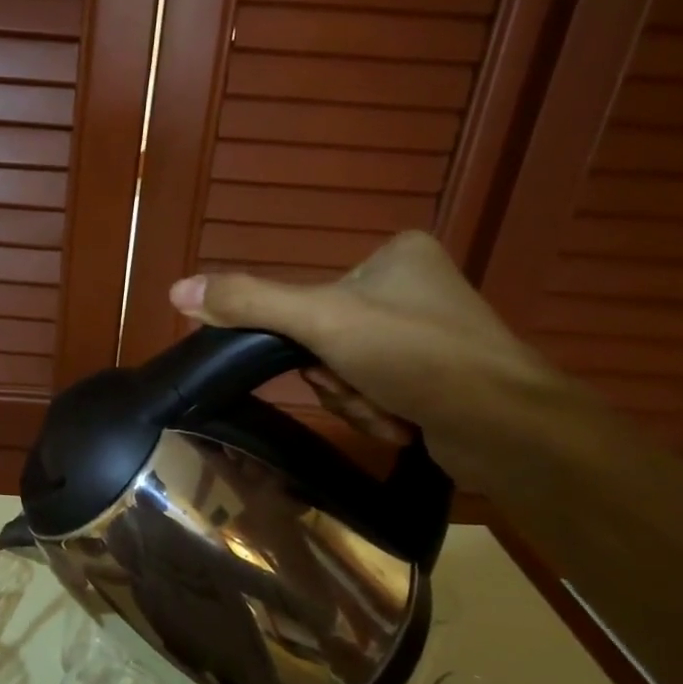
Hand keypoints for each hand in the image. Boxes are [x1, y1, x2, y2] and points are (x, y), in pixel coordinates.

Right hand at [169, 231, 571, 486]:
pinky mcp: (440, 379)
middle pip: (328, 339)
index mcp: (395, 256)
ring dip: (356, 400)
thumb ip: (248, 303)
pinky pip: (378, 392)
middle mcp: (414, 289)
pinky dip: (381, 413)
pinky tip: (407, 423)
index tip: (324, 357)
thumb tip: (174, 290)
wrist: (508, 428)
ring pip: (349, 372)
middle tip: (361, 385)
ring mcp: (430, 335)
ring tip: (392, 410)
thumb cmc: (415, 354)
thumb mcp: (320, 320)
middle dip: (336, 377)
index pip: (311, 297)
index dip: (306, 338)